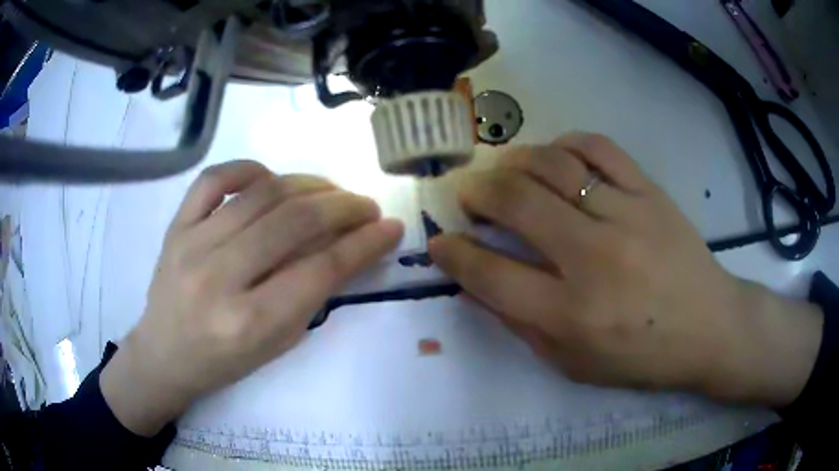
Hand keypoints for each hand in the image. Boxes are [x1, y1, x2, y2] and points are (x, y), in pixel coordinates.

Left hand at [101, 161, 402, 435]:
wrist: (164, 354)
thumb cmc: (223, 362)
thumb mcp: (276, 344)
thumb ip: (312, 295)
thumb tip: (349, 247)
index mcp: (249, 322)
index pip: (320, 269)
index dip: (364, 244)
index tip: (390, 227)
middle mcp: (219, 278)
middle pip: (295, 222)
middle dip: (344, 207)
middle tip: (365, 207)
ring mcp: (192, 244)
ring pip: (263, 194)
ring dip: (309, 185)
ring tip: (331, 191)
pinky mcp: (176, 226)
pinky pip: (214, 179)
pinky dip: (249, 169)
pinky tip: (270, 178)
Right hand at [429, 132, 822, 405]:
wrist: (709, 327)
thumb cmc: (641, 357)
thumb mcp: (574, 365)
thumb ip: (522, 325)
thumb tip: (479, 283)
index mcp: (571, 315)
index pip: (491, 274)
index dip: (454, 253)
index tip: (440, 241)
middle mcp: (594, 260)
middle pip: (516, 203)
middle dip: (476, 193)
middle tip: (467, 194)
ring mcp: (626, 217)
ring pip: (552, 165)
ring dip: (512, 162)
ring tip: (503, 170)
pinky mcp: (650, 193)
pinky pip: (598, 148)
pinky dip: (565, 143)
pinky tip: (554, 154)